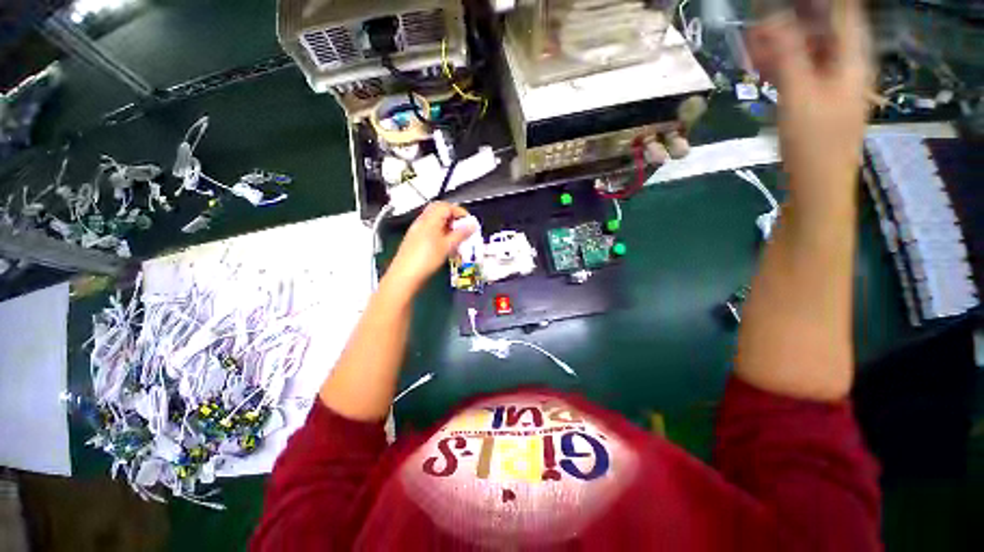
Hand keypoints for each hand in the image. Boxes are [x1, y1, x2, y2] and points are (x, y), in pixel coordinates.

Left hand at [384, 202, 474, 293]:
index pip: (446, 206)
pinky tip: (446, 246)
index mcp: (430, 219)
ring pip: (435, 221)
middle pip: (439, 211)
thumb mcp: (447, 246)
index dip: (460, 212)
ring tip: (457, 239)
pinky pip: (430, 230)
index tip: (469, 223)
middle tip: (463, 229)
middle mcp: (422, 221)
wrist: (405, 276)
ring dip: (448, 226)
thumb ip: (461, 234)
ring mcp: (417, 230)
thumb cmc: (427, 260)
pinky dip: (441, 234)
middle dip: (453, 218)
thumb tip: (473, 225)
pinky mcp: (415, 240)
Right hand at [747, 0, 871, 203]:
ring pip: (808, 52)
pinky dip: (781, 66)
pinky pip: (800, 73)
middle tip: (757, 25)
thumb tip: (771, 21)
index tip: (786, 3)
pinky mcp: (816, 101)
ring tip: (750, 46)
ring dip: (781, 46)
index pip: (843, 13)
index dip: (817, 3)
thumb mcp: (799, 95)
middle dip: (791, 23)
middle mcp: (845, 66)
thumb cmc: (813, 142)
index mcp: (851, 60)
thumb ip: (789, 55)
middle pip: (821, 31)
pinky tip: (760, 69)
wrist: (816, 185)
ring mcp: (831, 85)